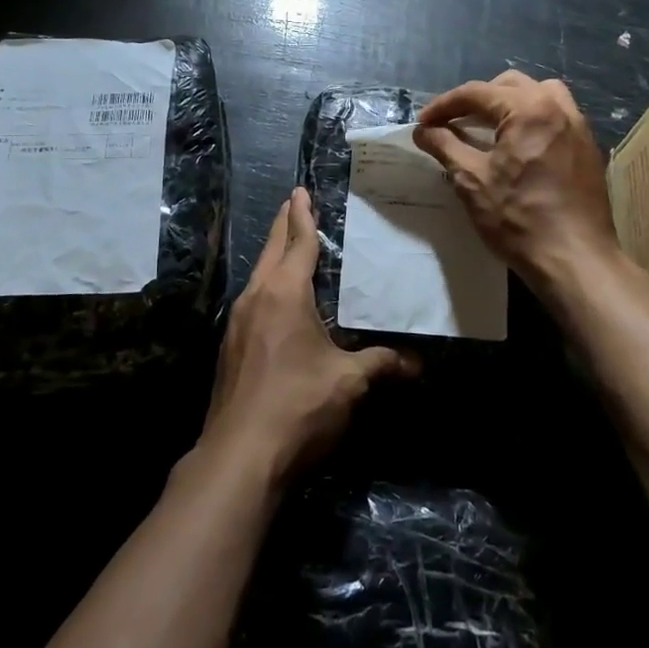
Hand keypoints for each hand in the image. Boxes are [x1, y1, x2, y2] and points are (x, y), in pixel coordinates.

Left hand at [196, 188, 417, 485]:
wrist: (239, 457)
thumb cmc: (298, 405)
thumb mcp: (348, 382)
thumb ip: (382, 364)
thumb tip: (418, 364)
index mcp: (284, 293)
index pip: (297, 242)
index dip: (303, 215)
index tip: (301, 191)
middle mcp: (256, 298)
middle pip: (271, 250)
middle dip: (284, 225)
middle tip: (294, 203)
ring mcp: (237, 323)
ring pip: (257, 275)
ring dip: (273, 255)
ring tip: (288, 246)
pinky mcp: (230, 348)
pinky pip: (252, 300)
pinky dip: (267, 285)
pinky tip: (276, 301)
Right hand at [414, 70, 617, 288]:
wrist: (575, 259)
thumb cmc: (519, 219)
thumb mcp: (472, 181)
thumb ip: (445, 147)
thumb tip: (423, 130)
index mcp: (528, 110)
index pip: (477, 93)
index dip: (444, 106)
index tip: (423, 123)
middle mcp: (558, 107)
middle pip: (510, 85)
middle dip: (477, 99)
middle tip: (454, 122)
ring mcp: (578, 126)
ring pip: (539, 94)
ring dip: (509, 103)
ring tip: (489, 127)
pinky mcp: (588, 147)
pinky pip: (557, 116)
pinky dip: (532, 119)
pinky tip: (519, 146)